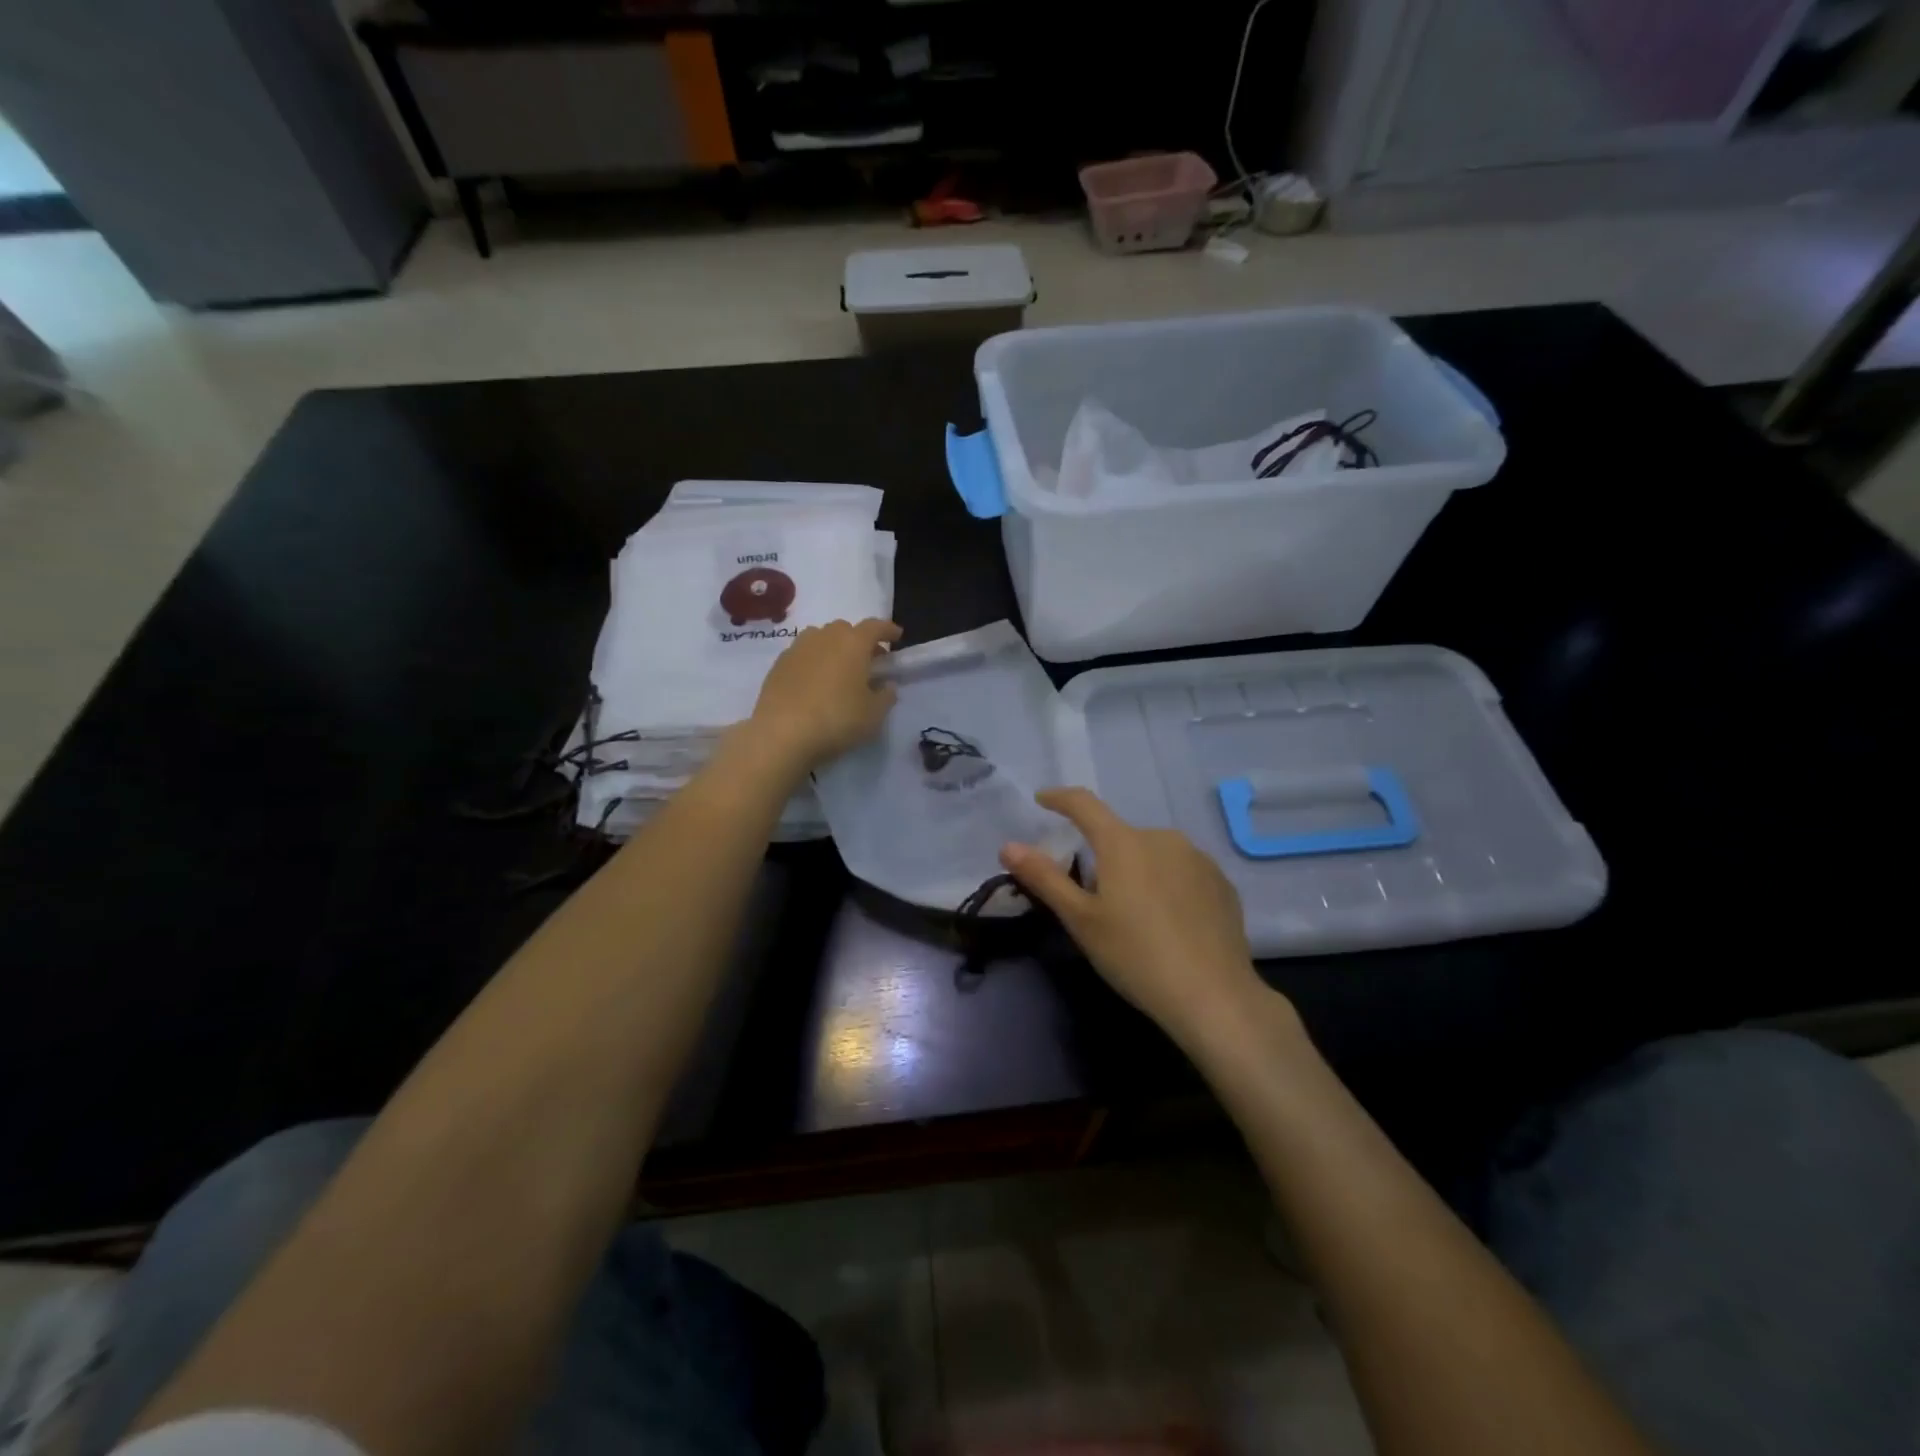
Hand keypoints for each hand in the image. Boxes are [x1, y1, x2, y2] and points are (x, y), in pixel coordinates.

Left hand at [748, 618, 901, 773]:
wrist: (781, 734)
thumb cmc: (836, 720)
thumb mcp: (873, 715)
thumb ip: (885, 696)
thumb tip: (886, 685)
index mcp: (853, 643)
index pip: (875, 627)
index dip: (888, 630)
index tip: (897, 636)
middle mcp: (824, 637)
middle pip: (846, 629)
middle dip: (860, 640)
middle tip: (868, 661)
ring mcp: (797, 649)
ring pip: (821, 638)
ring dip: (833, 648)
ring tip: (839, 670)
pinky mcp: (778, 665)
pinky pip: (802, 654)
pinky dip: (813, 661)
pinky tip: (814, 683)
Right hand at [999, 788, 1276, 1051]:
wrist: (1213, 995)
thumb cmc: (1135, 955)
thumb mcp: (1081, 920)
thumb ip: (1044, 878)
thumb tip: (1008, 846)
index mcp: (1123, 842)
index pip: (1084, 804)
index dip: (1059, 798)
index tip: (1043, 799)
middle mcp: (1162, 837)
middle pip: (1120, 837)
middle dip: (1103, 857)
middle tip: (1094, 900)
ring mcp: (1198, 858)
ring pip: (1153, 854)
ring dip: (1137, 871)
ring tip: (1136, 917)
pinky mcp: (1222, 882)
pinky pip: (1182, 872)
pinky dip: (1168, 886)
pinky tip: (1170, 923)